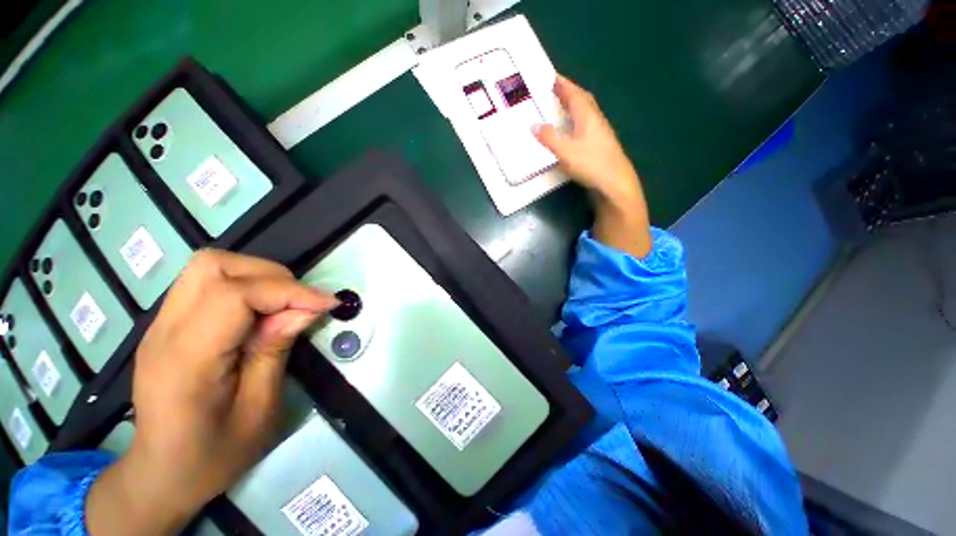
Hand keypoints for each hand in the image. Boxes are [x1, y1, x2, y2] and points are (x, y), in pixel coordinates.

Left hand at [86, 250, 337, 535]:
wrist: (161, 475)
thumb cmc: (214, 456)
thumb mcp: (260, 410)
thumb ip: (276, 351)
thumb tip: (304, 310)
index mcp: (186, 360)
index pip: (234, 296)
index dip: (289, 292)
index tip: (328, 304)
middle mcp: (164, 332)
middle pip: (214, 266)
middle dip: (271, 276)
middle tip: (301, 303)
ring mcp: (159, 325)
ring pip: (209, 267)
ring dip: (257, 277)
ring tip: (283, 305)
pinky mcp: (167, 325)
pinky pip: (207, 284)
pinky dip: (244, 286)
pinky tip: (260, 314)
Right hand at [534, 75, 652, 257]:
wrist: (615, 184)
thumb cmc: (591, 164)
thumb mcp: (566, 151)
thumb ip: (549, 138)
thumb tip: (533, 125)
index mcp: (588, 117)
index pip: (575, 94)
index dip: (563, 85)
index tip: (551, 76)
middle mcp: (596, 121)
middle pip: (583, 101)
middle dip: (569, 92)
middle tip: (555, 89)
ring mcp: (600, 134)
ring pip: (586, 113)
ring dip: (574, 106)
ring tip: (562, 107)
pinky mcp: (600, 146)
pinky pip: (586, 125)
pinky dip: (576, 121)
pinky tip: (572, 130)